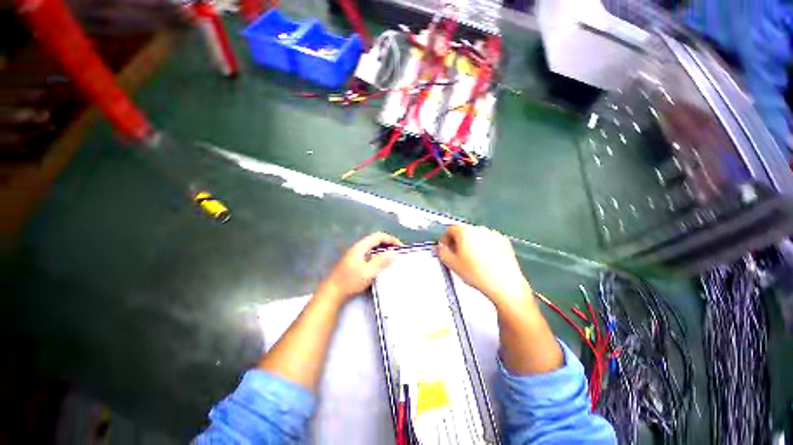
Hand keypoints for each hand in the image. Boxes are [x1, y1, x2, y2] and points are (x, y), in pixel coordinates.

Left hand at [318, 232, 403, 303]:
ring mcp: (355, 254)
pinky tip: (380, 264)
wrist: (332, 291)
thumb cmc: (350, 281)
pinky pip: (369, 253)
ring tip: (391, 258)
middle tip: (397, 252)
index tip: (400, 247)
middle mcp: (358, 247)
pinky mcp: (354, 261)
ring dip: (383, 249)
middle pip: (375, 240)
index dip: (391, 239)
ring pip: (372, 247)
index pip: (379, 236)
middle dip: (388, 244)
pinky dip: (378, 255)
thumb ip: (381, 261)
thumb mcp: (368, 271)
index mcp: (361, 246)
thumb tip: (394, 252)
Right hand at [437, 225, 531, 306]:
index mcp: (465, 231)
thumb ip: (441, 251)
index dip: (445, 239)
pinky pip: (489, 240)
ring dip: (471, 244)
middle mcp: (479, 229)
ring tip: (473, 260)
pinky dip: (485, 247)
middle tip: (457, 256)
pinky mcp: (504, 241)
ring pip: (476, 236)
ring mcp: (493, 234)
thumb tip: (440, 246)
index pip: (449, 229)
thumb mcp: (452, 264)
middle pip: (463, 231)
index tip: (445, 249)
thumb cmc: (476, 274)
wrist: (504, 284)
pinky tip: (485, 261)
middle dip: (458, 242)